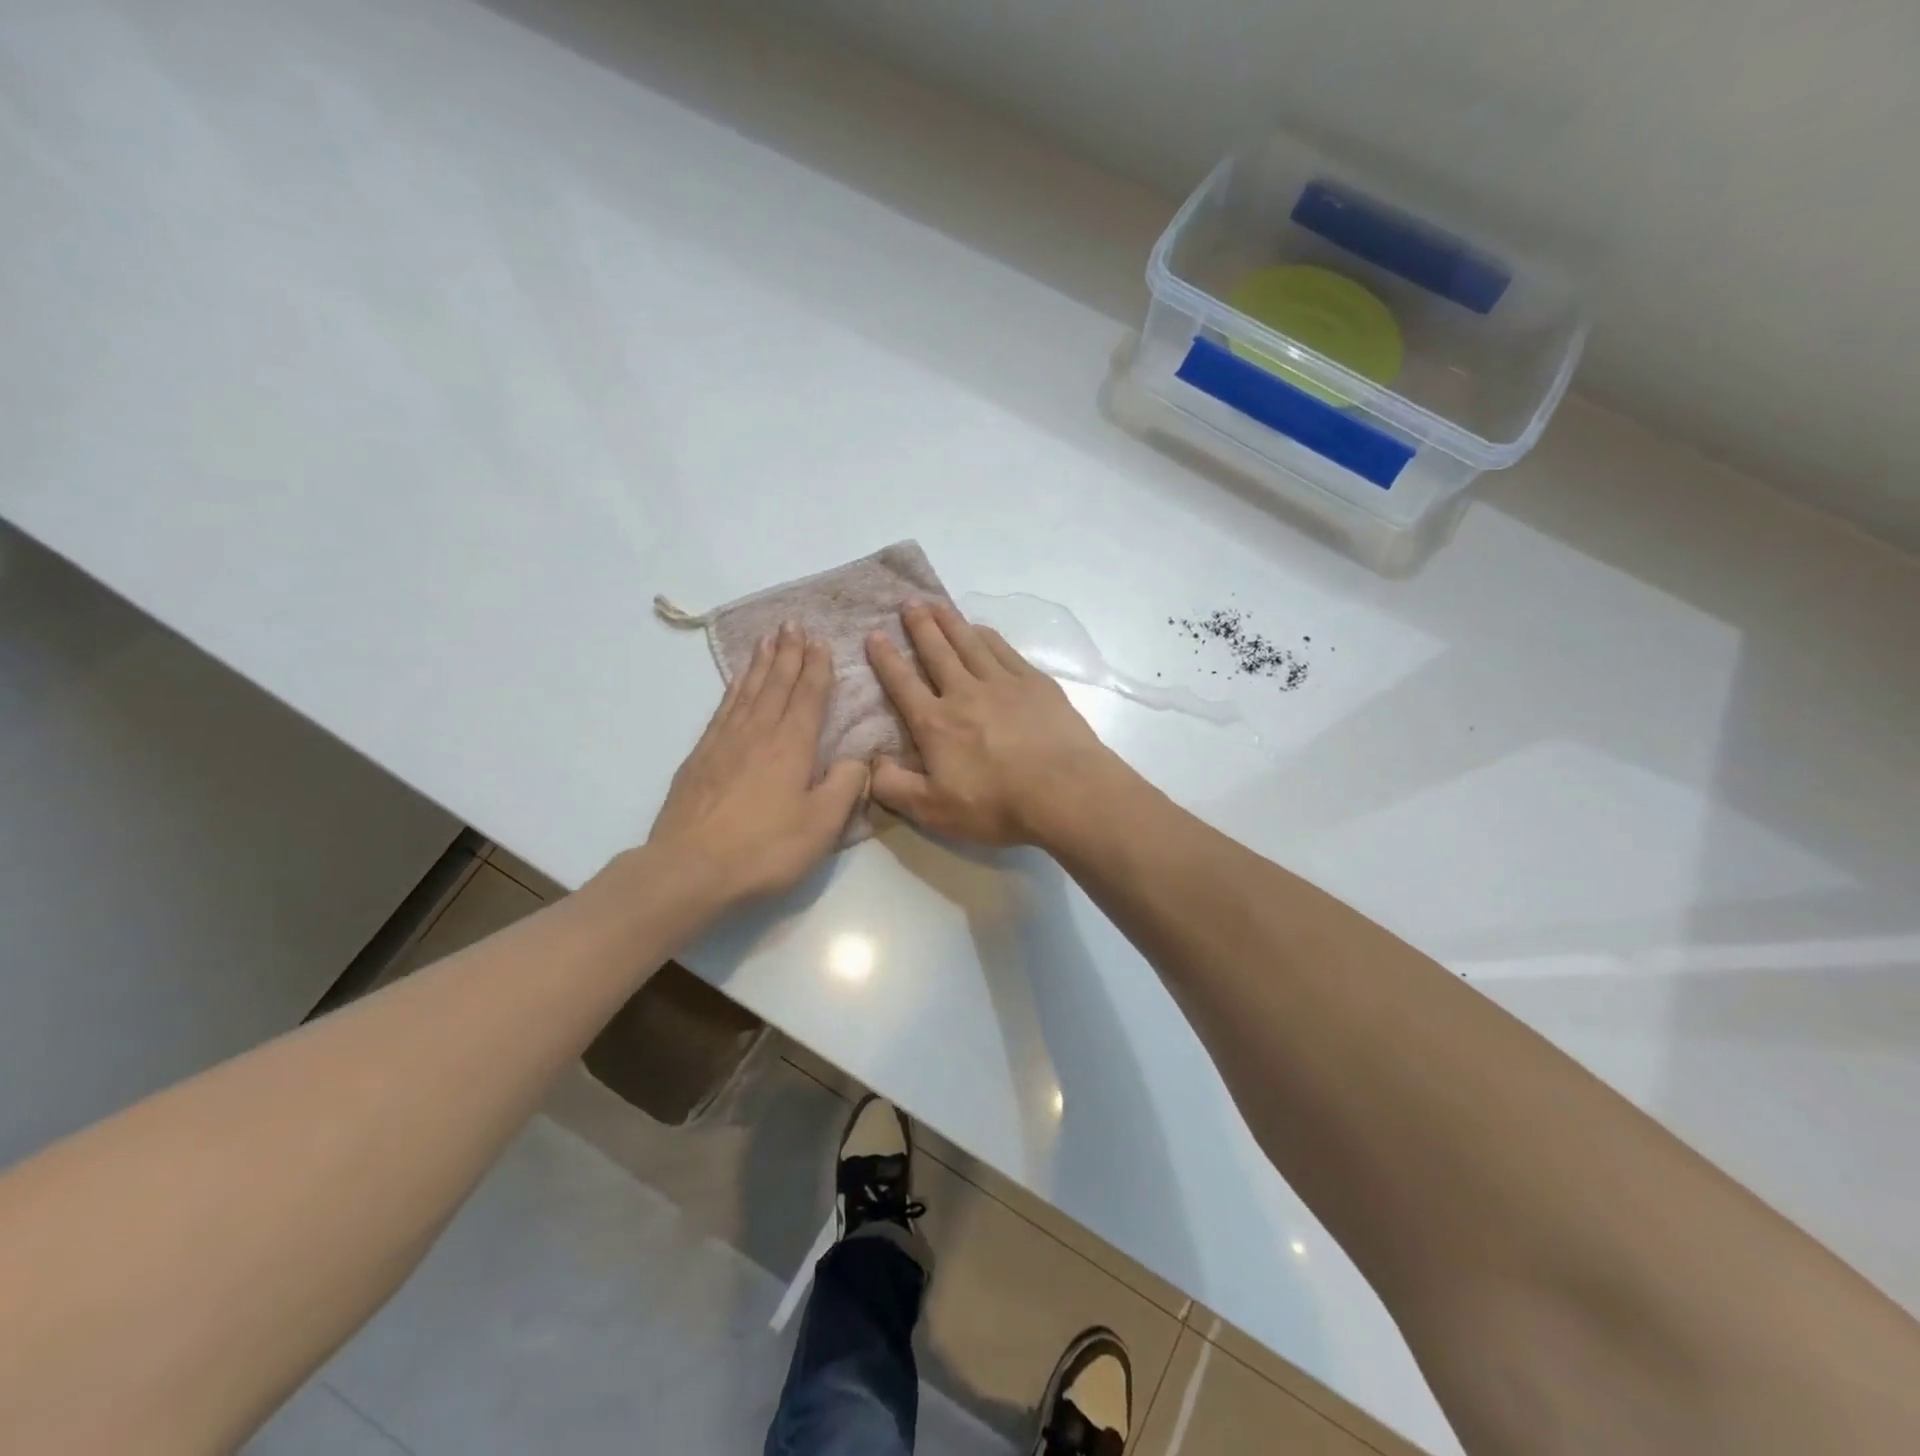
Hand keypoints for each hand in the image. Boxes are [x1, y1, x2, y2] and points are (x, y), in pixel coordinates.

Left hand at [647, 623, 868, 907]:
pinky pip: (723, 708)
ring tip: (768, 638)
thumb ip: (846, 786)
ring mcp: (725, 741)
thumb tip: (858, 759)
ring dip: (761, 663)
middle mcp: (759, 732)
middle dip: (788, 652)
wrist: (691, 868)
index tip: (821, 641)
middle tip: (792, 623)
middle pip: (776, 683)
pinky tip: (738, 681)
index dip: (817, 667)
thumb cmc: (765, 848)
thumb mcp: (822, 825)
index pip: (809, 696)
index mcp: (793, 745)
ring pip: (748, 690)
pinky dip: (734, 688)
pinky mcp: (701, 756)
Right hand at [865, 602, 1120, 845]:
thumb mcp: (933, 811)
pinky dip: (987, 636)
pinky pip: (1004, 650)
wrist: (1065, 791)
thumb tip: (870, 764)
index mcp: (936, 723)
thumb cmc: (997, 805)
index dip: (886, 658)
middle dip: (919, 626)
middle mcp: (965, 693)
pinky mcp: (1036, 684)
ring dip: (950, 622)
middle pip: (937, 652)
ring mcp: (1003, 683)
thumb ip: (893, 787)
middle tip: (908, 602)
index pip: (903, 684)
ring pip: (970, 643)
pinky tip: (982, 630)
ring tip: (937, 604)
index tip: (874, 635)